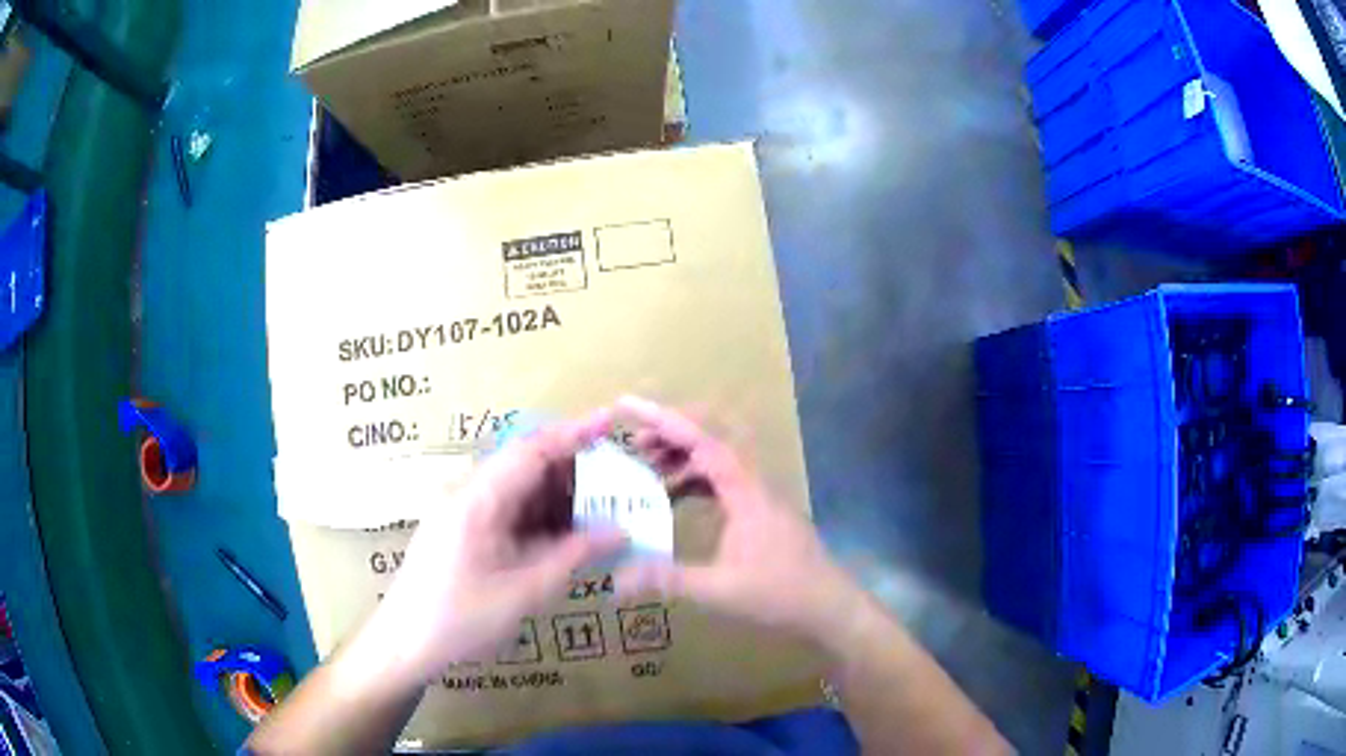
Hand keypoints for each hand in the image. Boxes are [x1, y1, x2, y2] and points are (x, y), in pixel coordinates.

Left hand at [357, 411, 625, 684]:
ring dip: (561, 501)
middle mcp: (469, 494)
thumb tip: (621, 531)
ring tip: (604, 513)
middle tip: (620, 486)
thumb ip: (574, 556)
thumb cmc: (460, 619)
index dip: (573, 434)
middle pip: (527, 468)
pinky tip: (570, 538)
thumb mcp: (525, 591)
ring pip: (522, 492)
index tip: (611, 423)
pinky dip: (543, 522)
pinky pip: (511, 514)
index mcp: (478, 499)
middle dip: (575, 474)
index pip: (531, 450)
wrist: (405, 644)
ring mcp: (465, 512)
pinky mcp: (466, 532)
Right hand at [613, 397, 860, 647]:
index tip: (628, 404)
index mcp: (744, 491)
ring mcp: (760, 495)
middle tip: (632, 447)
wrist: (830, 606)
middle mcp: (753, 483)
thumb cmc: (780, 594)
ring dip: (683, 457)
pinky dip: (695, 480)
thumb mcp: (718, 590)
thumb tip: (615, 580)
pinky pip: (723, 481)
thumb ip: (667, 579)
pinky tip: (675, 498)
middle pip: (710, 440)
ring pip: (718, 460)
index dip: (662, 419)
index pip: (700, 441)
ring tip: (647, 469)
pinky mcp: (761, 510)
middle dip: (669, 435)